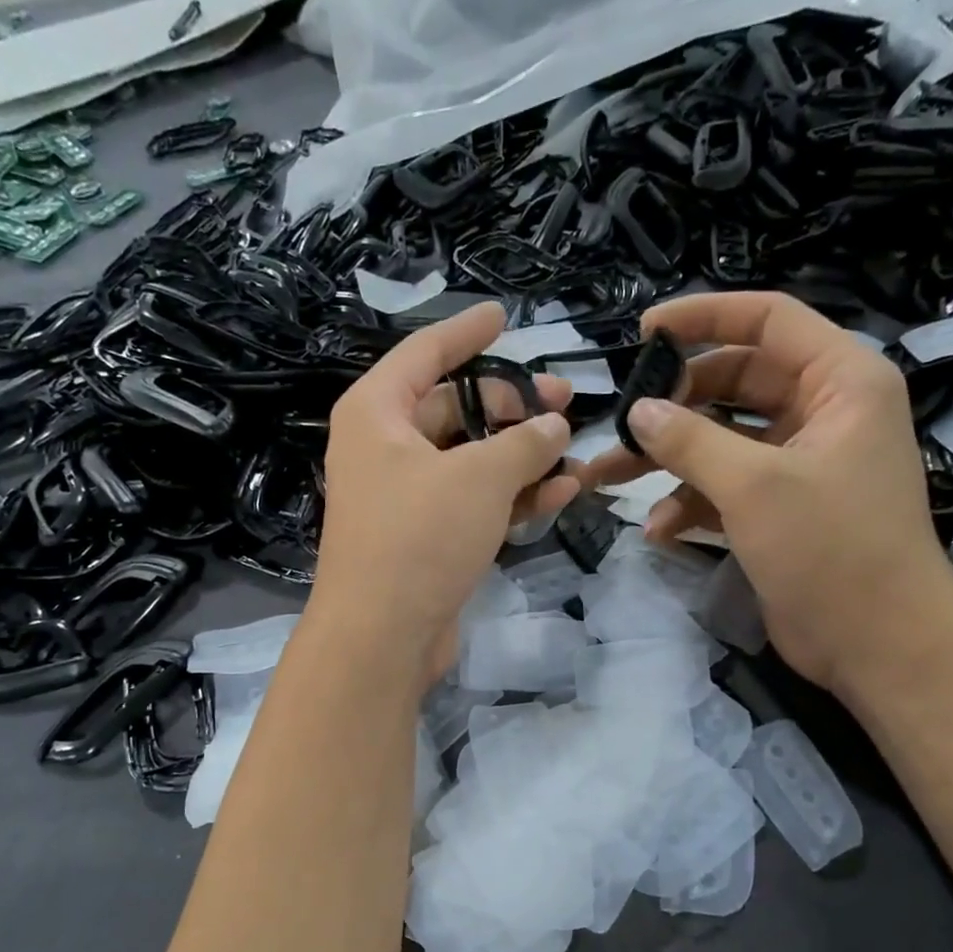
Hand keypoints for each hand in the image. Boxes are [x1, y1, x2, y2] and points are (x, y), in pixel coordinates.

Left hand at [312, 302, 582, 674]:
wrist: (382, 636)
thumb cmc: (419, 537)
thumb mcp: (479, 477)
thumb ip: (524, 444)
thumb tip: (554, 427)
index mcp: (378, 412)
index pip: (426, 353)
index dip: (466, 332)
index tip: (503, 315)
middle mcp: (386, 448)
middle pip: (456, 408)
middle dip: (512, 405)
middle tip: (565, 402)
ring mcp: (407, 497)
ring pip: (471, 460)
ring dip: (522, 457)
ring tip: (574, 452)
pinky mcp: (427, 538)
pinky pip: (473, 502)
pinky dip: (512, 497)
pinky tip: (561, 494)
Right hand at [586, 291, 952, 690]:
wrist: (876, 642)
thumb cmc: (830, 547)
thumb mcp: (754, 485)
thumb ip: (691, 440)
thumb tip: (639, 410)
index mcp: (840, 380)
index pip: (768, 320)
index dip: (705, 317)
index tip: (644, 332)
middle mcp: (823, 412)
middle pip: (735, 382)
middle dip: (674, 405)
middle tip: (622, 422)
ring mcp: (800, 464)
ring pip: (722, 440)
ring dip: (669, 460)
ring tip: (608, 478)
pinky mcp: (781, 509)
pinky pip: (726, 487)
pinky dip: (690, 503)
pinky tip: (658, 530)